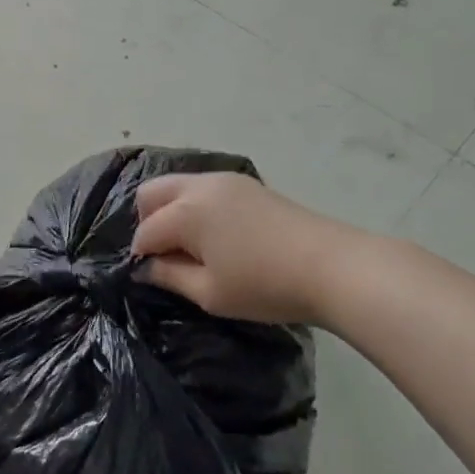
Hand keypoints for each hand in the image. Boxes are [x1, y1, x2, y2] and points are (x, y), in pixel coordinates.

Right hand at [131, 171, 360, 326]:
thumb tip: (145, 268)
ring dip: (171, 211)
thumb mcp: (209, 293)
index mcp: (185, 211)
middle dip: (147, 222)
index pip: (145, 231)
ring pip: (177, 185)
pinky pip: (203, 187)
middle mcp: (199, 186)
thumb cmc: (265, 285)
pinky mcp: (247, 184)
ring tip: (190, 246)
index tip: (151, 277)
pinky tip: (215, 235)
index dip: (141, 256)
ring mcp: (225, 181)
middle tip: (165, 255)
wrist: (333, 267)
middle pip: (151, 193)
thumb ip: (169, 277)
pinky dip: (195, 205)